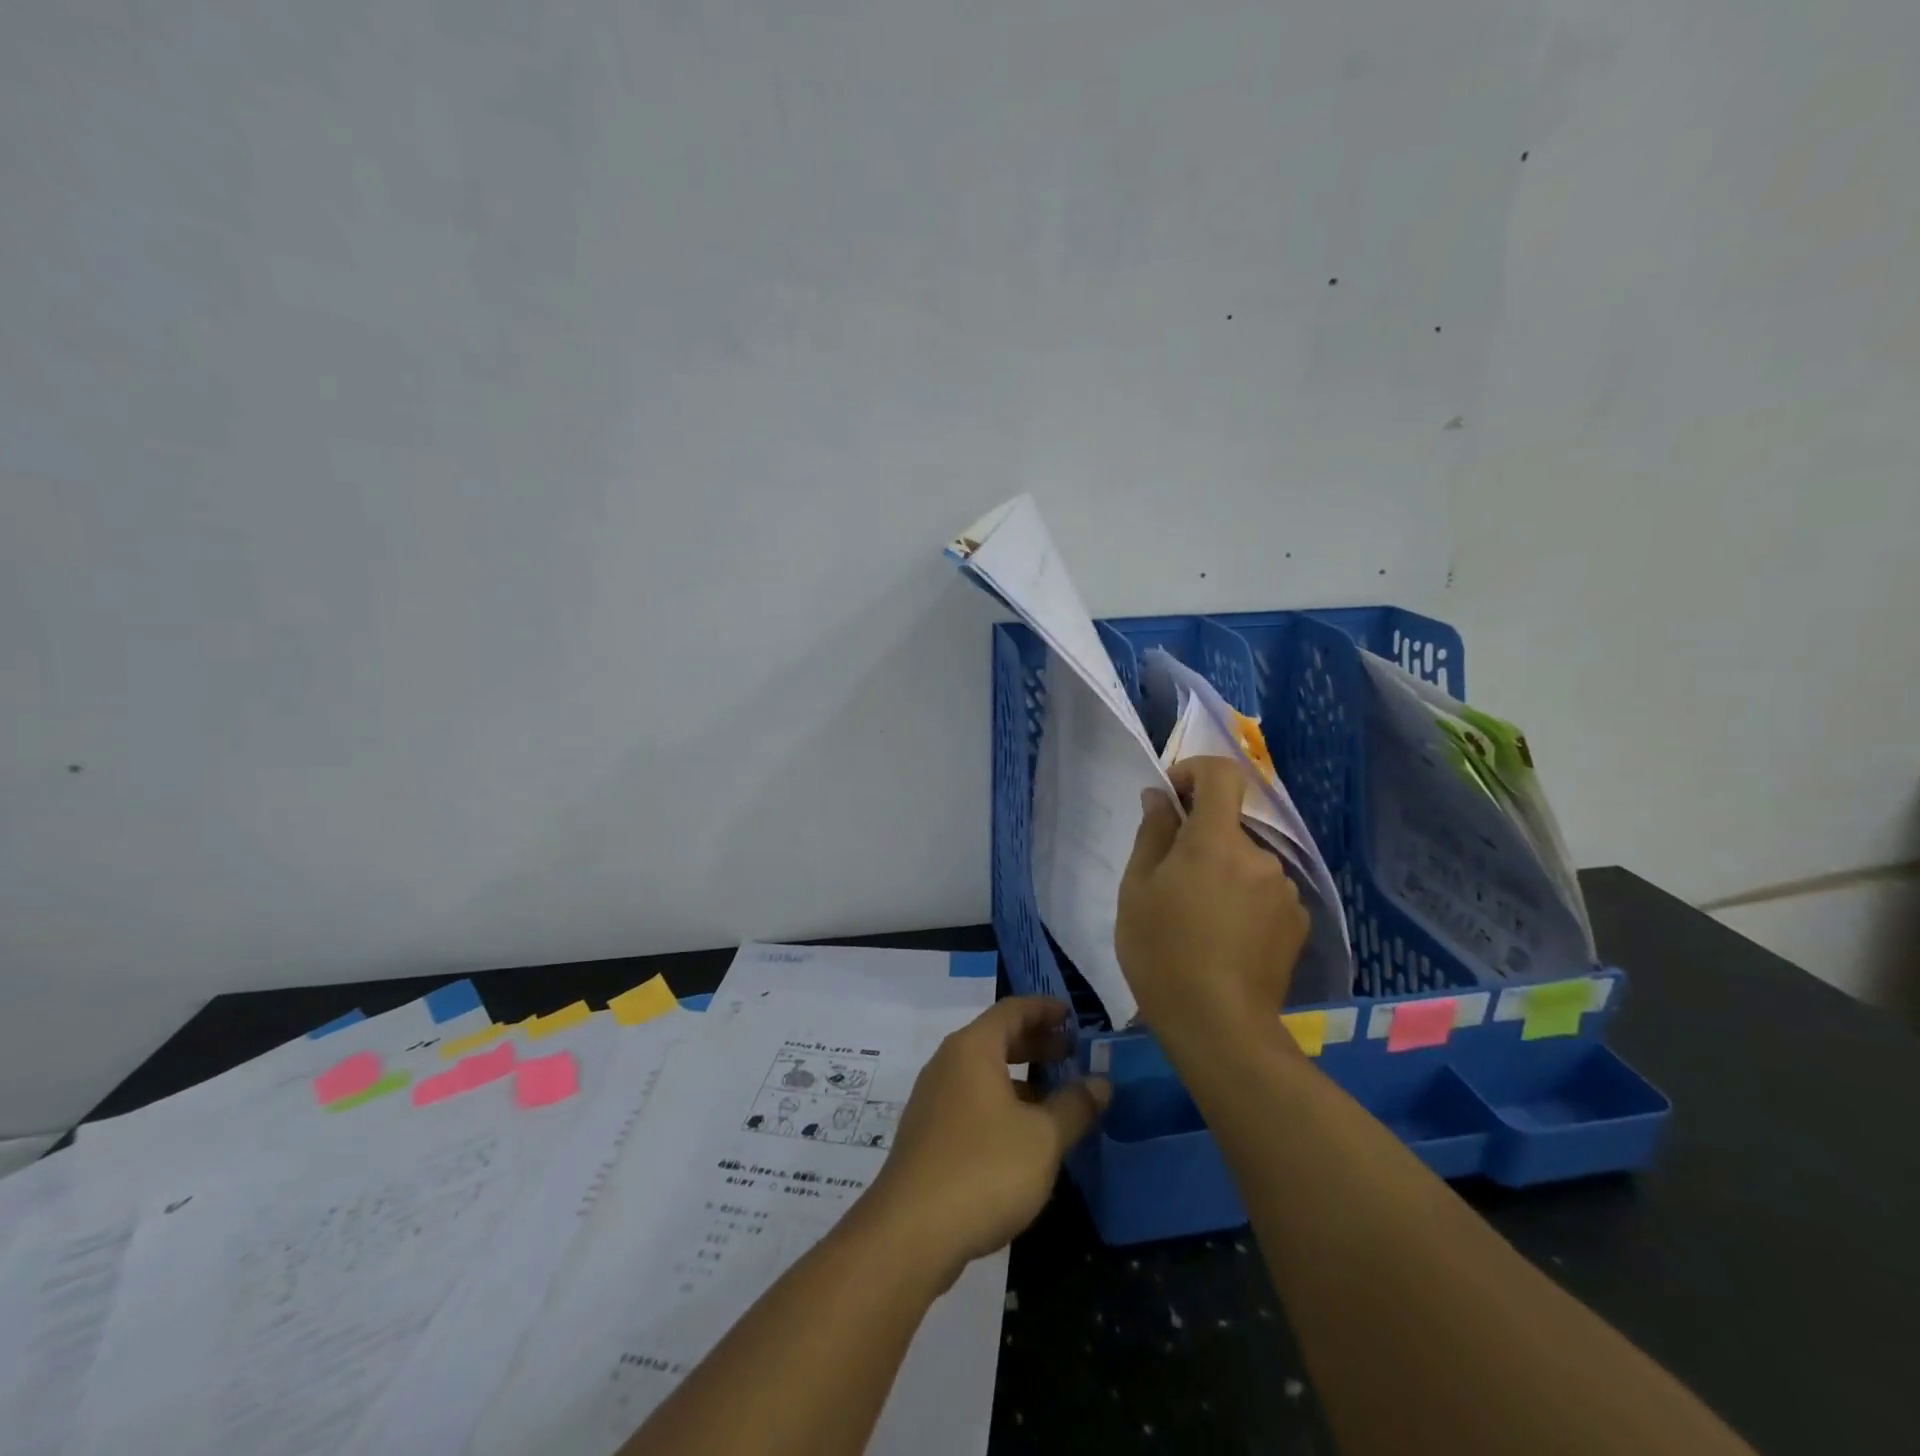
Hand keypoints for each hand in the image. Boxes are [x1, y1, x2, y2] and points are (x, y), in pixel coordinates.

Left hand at [865, 997, 1110, 1281]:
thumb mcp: (1043, 1138)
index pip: (1012, 1010)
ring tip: (1055, 1097)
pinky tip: (1023, 1135)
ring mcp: (933, 1099)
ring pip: (983, 1072)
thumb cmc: (984, 1169)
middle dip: (1036, 1043)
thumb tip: (1101, 1083)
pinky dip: (1001, 1102)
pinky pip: (971, 1100)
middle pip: (996, 1038)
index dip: (1044, 1009)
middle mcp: (948, 1063)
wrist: (910, 1232)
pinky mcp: (928, 1133)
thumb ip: (1075, 1106)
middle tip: (1072, 1054)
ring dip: (1020, 1077)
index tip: (1073, 1015)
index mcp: (973, 1048)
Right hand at [1116, 756, 1310, 1037]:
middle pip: (1229, 826)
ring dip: (1223, 874)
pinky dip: (1245, 900)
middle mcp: (1259, 856)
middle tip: (1171, 882)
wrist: (1218, 1026)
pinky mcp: (1298, 922)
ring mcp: (1284, 890)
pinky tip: (1227, 940)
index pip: (1222, 774)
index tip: (1173, 796)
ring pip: (1246, 863)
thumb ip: (1152, 833)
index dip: (1196, 771)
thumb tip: (1160, 797)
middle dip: (1201, 840)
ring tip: (1199, 919)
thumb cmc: (1161, 952)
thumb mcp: (1137, 889)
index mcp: (1215, 840)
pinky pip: (1265, 893)